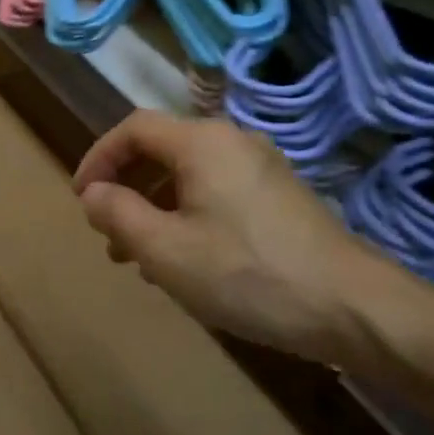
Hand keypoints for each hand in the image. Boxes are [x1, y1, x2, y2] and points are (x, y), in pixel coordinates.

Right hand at [73, 112, 394, 364]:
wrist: (350, 306)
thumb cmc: (247, 274)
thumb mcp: (167, 250)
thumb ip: (119, 214)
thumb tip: (94, 193)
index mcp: (202, 142)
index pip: (134, 128)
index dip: (99, 158)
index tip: (83, 200)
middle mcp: (232, 141)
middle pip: (162, 149)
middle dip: (127, 188)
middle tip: (109, 235)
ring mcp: (261, 167)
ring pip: (190, 175)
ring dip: (156, 207)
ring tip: (140, 258)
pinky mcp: (280, 195)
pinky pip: (217, 191)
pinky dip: (188, 215)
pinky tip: (186, 261)